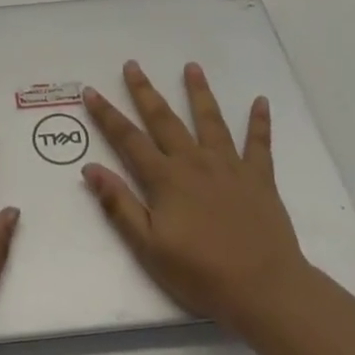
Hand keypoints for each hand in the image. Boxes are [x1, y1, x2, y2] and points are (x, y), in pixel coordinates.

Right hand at [81, 61, 311, 337]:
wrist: (264, 289)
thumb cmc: (201, 274)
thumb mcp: (149, 247)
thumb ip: (119, 205)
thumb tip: (90, 168)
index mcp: (166, 179)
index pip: (129, 139)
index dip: (107, 115)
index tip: (91, 90)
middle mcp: (194, 162)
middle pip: (165, 120)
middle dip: (145, 91)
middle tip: (133, 64)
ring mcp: (229, 166)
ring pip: (210, 120)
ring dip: (199, 92)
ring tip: (192, 67)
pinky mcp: (259, 178)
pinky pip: (259, 143)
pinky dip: (260, 121)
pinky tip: (261, 100)